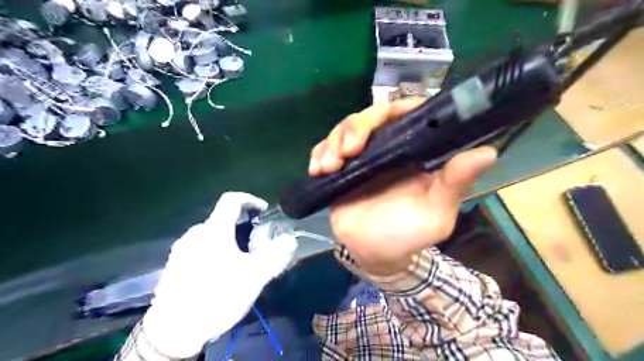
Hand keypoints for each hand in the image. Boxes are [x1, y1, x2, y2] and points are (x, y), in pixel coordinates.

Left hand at [143, 191, 296, 357]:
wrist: (172, 332)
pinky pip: (200, 248)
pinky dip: (216, 252)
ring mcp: (182, 249)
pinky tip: (220, 275)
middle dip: (243, 227)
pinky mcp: (175, 264)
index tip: (264, 212)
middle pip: (223, 219)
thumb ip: (276, 255)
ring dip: (230, 241)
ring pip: (212, 235)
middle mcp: (195, 234)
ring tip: (240, 264)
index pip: (232, 199)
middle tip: (256, 247)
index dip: (251, 200)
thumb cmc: (217, 296)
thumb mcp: (254, 277)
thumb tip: (290, 240)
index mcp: (214, 230)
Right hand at [311, 99, 496, 275]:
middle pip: (369, 117)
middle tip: (348, 150)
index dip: (397, 108)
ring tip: (329, 166)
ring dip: (333, 142)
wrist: (374, 253)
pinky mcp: (339, 169)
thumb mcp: (436, 213)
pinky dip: (318, 154)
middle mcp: (386, 148)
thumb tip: (487, 152)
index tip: (386, 117)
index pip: (406, 114)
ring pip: (343, 130)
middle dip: (355, 127)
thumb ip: (455, 183)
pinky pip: (324, 150)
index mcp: (412, 152)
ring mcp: (360, 157)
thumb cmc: (408, 234)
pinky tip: (317, 169)